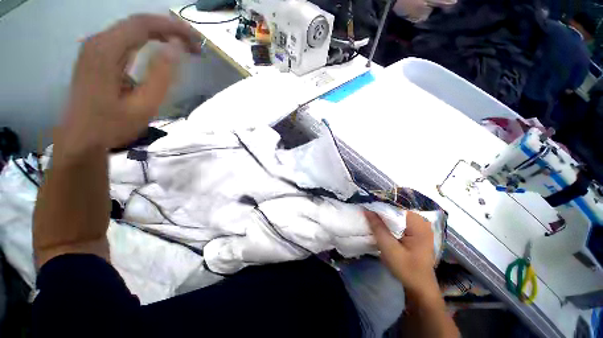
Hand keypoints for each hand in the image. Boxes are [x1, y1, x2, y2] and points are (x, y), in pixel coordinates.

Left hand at [57, 14, 201, 156]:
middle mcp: (98, 41)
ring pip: (131, 29)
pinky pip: (125, 38)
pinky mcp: (95, 55)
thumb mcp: (144, 104)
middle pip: (137, 22)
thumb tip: (176, 47)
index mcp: (107, 50)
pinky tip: (159, 48)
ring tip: (182, 46)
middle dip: (169, 28)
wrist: (82, 138)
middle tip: (193, 45)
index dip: (173, 27)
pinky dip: (146, 40)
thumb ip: (161, 75)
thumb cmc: (113, 125)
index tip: (196, 38)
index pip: (144, 24)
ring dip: (159, 33)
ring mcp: (94, 47)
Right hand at [365, 210, 437, 297]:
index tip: (367, 213)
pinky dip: (391, 225)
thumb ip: (378, 227)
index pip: (394, 209)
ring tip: (374, 224)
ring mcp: (421, 227)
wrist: (420, 287)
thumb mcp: (389, 248)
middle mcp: (422, 222)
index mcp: (418, 224)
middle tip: (369, 219)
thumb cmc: (406, 269)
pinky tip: (384, 230)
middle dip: (382, 215)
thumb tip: (367, 210)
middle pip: (396, 212)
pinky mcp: (418, 233)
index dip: (379, 210)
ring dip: (385, 220)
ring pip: (397, 217)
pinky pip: (401, 223)